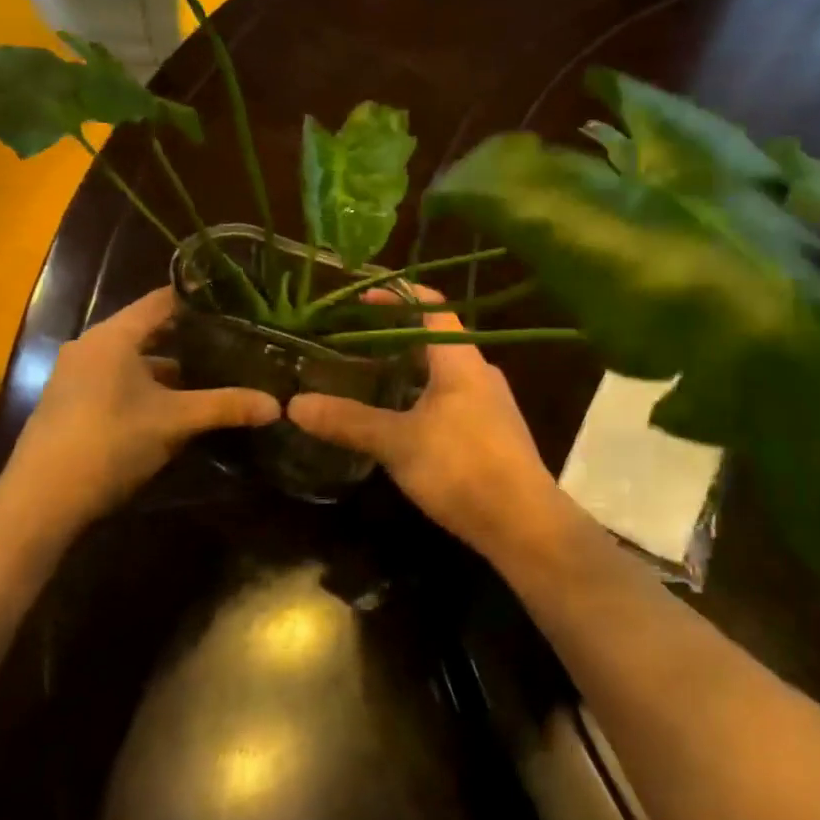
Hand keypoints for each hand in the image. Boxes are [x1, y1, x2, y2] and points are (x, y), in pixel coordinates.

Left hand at [0, 288, 279, 537]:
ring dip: (167, 366)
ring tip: (209, 374)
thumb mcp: (175, 422)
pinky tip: (171, 406)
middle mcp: (90, 345)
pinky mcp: (68, 402)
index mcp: (113, 336)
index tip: (235, 305)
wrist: (39, 502)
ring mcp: (74, 375)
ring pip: (132, 358)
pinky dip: (145, 385)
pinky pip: (116, 379)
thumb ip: (226, 406)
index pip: (162, 300)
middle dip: (189, 336)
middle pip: (147, 329)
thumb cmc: (110, 443)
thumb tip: (277, 405)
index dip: (198, 300)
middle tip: (231, 340)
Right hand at [287, 289, 560, 557]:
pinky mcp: (492, 433)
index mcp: (460, 360)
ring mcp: (490, 403)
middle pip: (434, 339)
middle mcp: (479, 372)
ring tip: (367, 378)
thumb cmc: (462, 467)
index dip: (396, 296)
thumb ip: (349, 421)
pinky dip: (421, 398)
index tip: (360, 298)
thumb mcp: (398, 442)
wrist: (524, 523)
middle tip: (352, 341)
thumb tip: (294, 405)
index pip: (431, 306)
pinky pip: (451, 400)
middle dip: (394, 337)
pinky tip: (398, 421)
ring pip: (442, 373)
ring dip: (407, 371)